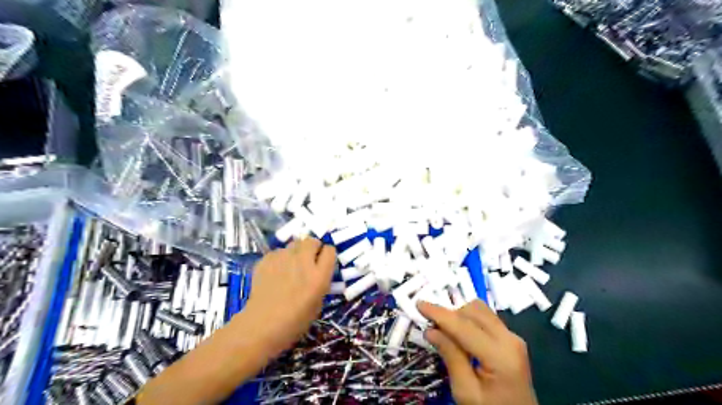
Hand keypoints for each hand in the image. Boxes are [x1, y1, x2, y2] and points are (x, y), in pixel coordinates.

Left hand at [238, 238, 335, 355]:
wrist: (261, 326)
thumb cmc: (295, 321)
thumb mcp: (318, 302)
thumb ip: (321, 281)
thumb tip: (318, 269)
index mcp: (319, 276)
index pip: (330, 250)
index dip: (327, 255)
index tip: (324, 261)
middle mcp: (303, 262)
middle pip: (312, 241)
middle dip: (312, 247)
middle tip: (308, 259)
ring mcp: (283, 258)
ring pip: (294, 243)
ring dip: (296, 251)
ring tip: (291, 265)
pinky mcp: (267, 259)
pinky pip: (278, 251)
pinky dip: (280, 258)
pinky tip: (276, 272)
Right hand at [418, 299, 534, 404]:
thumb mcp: (466, 392)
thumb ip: (451, 357)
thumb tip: (431, 331)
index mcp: (500, 355)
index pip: (464, 326)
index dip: (439, 314)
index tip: (419, 304)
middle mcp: (509, 339)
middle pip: (474, 310)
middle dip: (450, 314)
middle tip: (432, 325)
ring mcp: (513, 337)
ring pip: (480, 310)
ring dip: (459, 315)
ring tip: (445, 331)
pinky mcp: (511, 339)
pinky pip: (486, 318)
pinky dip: (469, 320)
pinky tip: (459, 334)